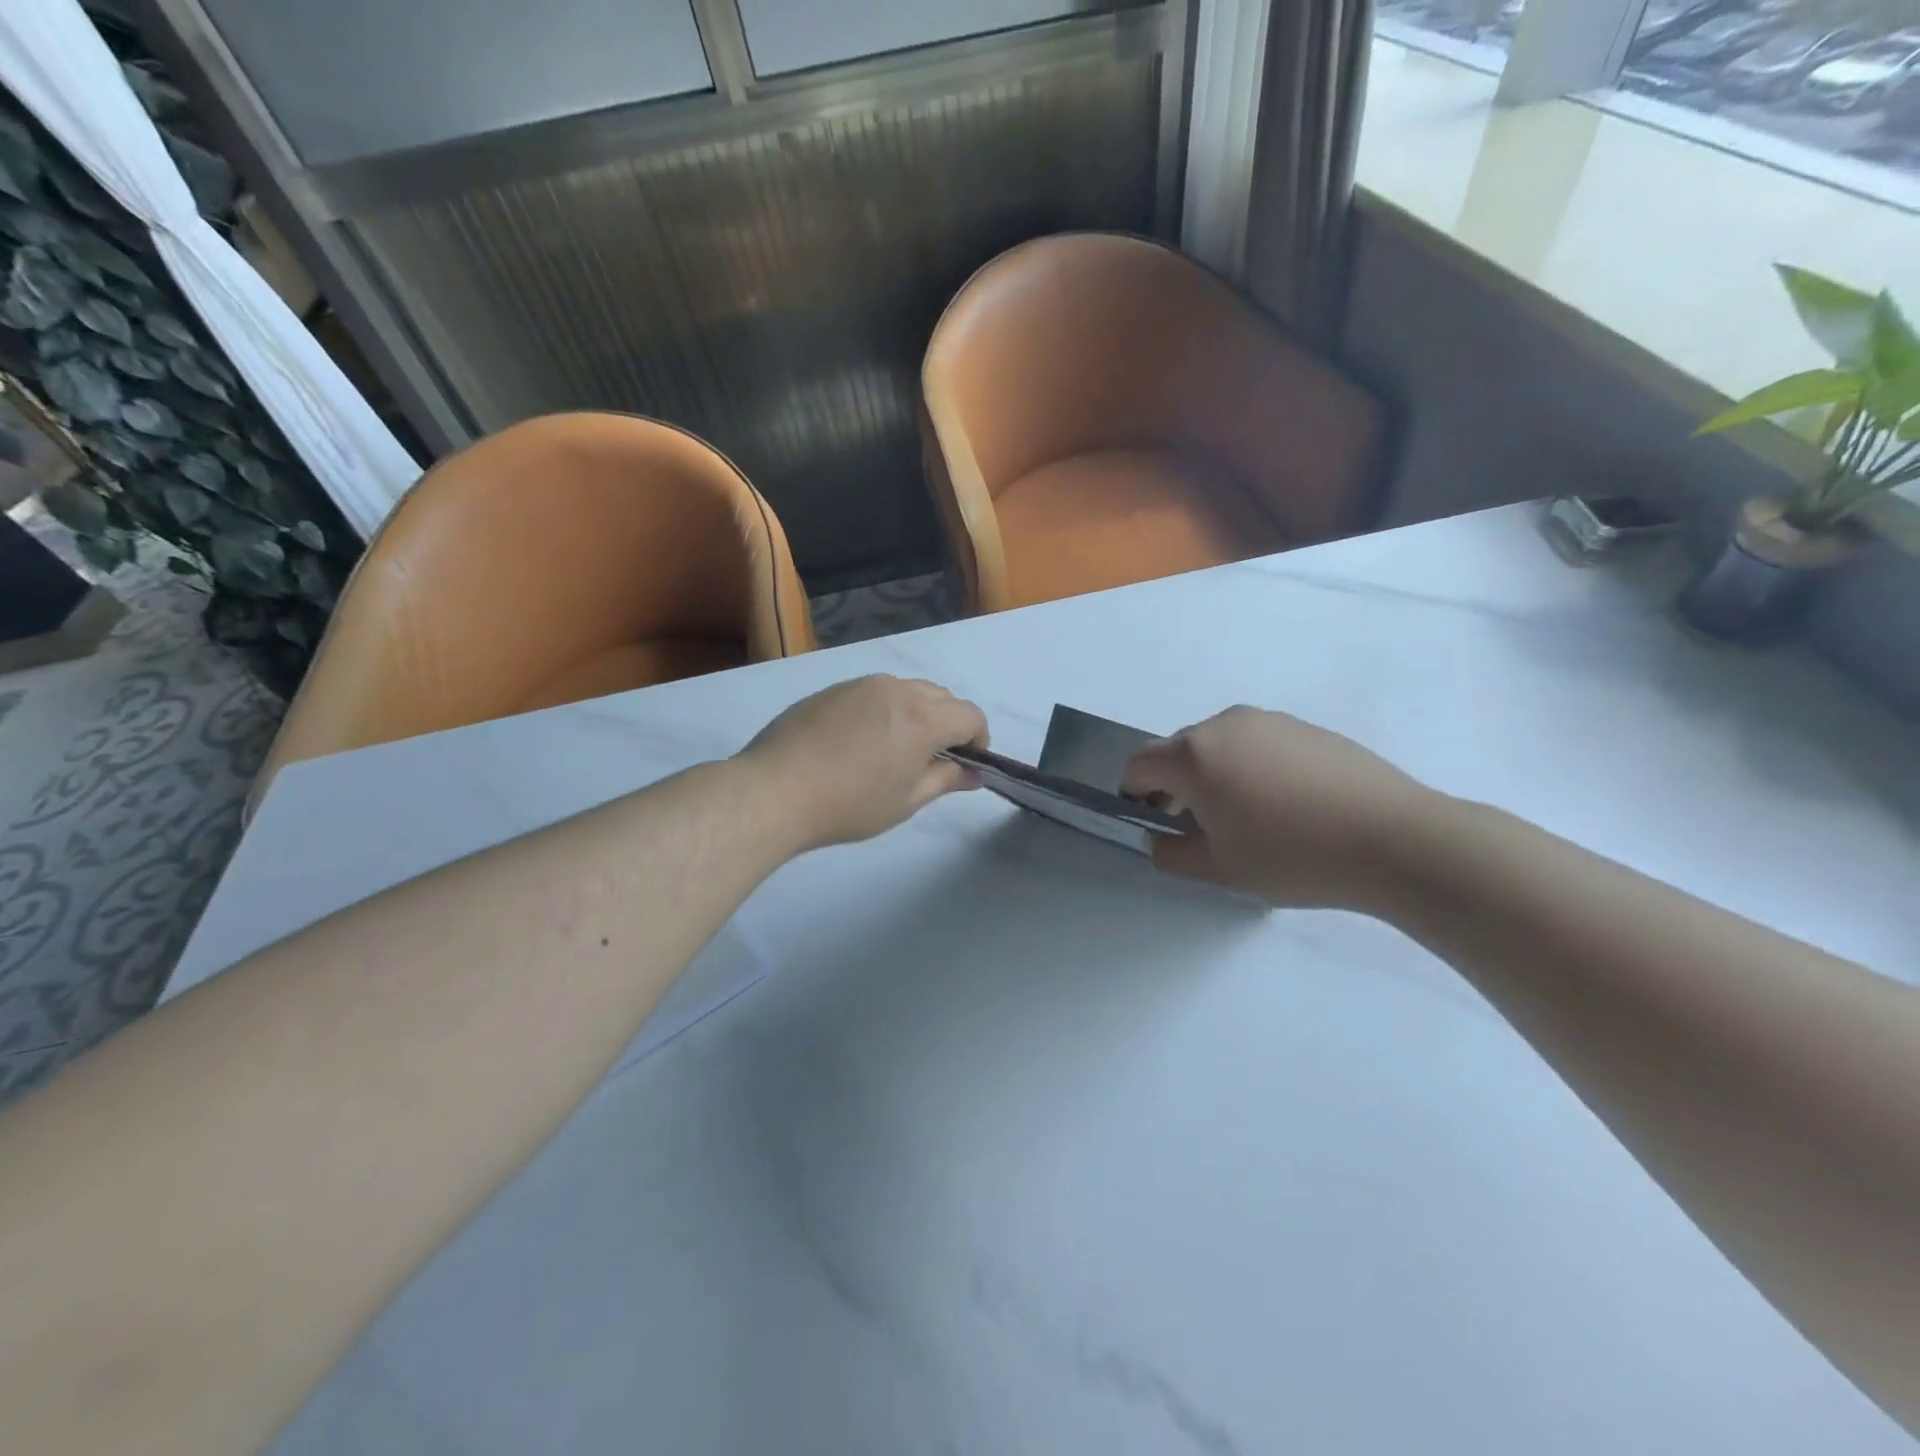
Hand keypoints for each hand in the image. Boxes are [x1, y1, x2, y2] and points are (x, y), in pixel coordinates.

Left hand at [739, 676, 987, 849]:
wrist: (774, 791)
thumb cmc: (849, 804)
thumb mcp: (906, 801)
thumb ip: (945, 780)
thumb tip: (973, 773)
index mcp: (923, 717)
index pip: (970, 715)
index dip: (979, 740)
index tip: (967, 765)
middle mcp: (896, 690)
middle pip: (942, 697)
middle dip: (949, 724)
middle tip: (932, 760)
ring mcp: (861, 685)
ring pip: (906, 690)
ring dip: (917, 713)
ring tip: (894, 750)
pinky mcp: (832, 689)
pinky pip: (873, 693)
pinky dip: (883, 710)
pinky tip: (858, 742)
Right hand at [1122, 706, 1442, 909]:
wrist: (1396, 838)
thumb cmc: (1293, 856)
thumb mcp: (1219, 870)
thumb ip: (1171, 855)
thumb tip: (1159, 840)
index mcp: (1194, 755)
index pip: (1139, 764)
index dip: (1133, 794)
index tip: (1151, 822)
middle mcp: (1224, 725)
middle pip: (1179, 751)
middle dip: (1174, 785)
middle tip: (1197, 827)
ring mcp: (1269, 721)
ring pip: (1220, 745)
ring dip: (1214, 775)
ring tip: (1246, 819)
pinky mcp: (1306, 727)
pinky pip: (1258, 744)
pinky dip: (1252, 768)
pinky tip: (1286, 806)